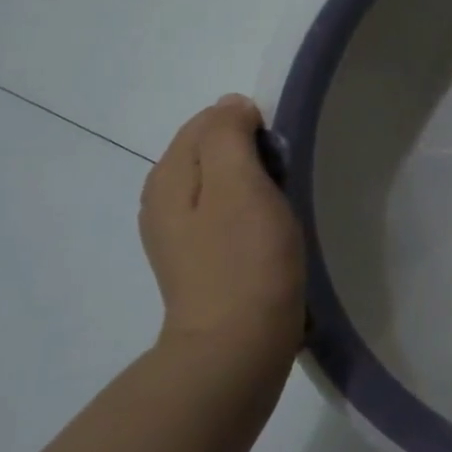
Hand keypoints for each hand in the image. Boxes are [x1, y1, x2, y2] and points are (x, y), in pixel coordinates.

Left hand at [139, 95, 305, 373]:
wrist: (237, 345)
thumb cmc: (245, 260)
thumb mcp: (238, 185)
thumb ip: (228, 135)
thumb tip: (232, 106)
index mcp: (167, 177)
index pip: (207, 122)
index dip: (250, 127)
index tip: (283, 155)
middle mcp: (164, 201)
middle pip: (212, 152)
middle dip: (253, 154)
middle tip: (287, 182)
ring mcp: (181, 235)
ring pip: (222, 184)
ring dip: (256, 184)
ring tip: (284, 208)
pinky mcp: (202, 261)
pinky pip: (228, 215)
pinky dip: (252, 212)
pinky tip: (271, 234)